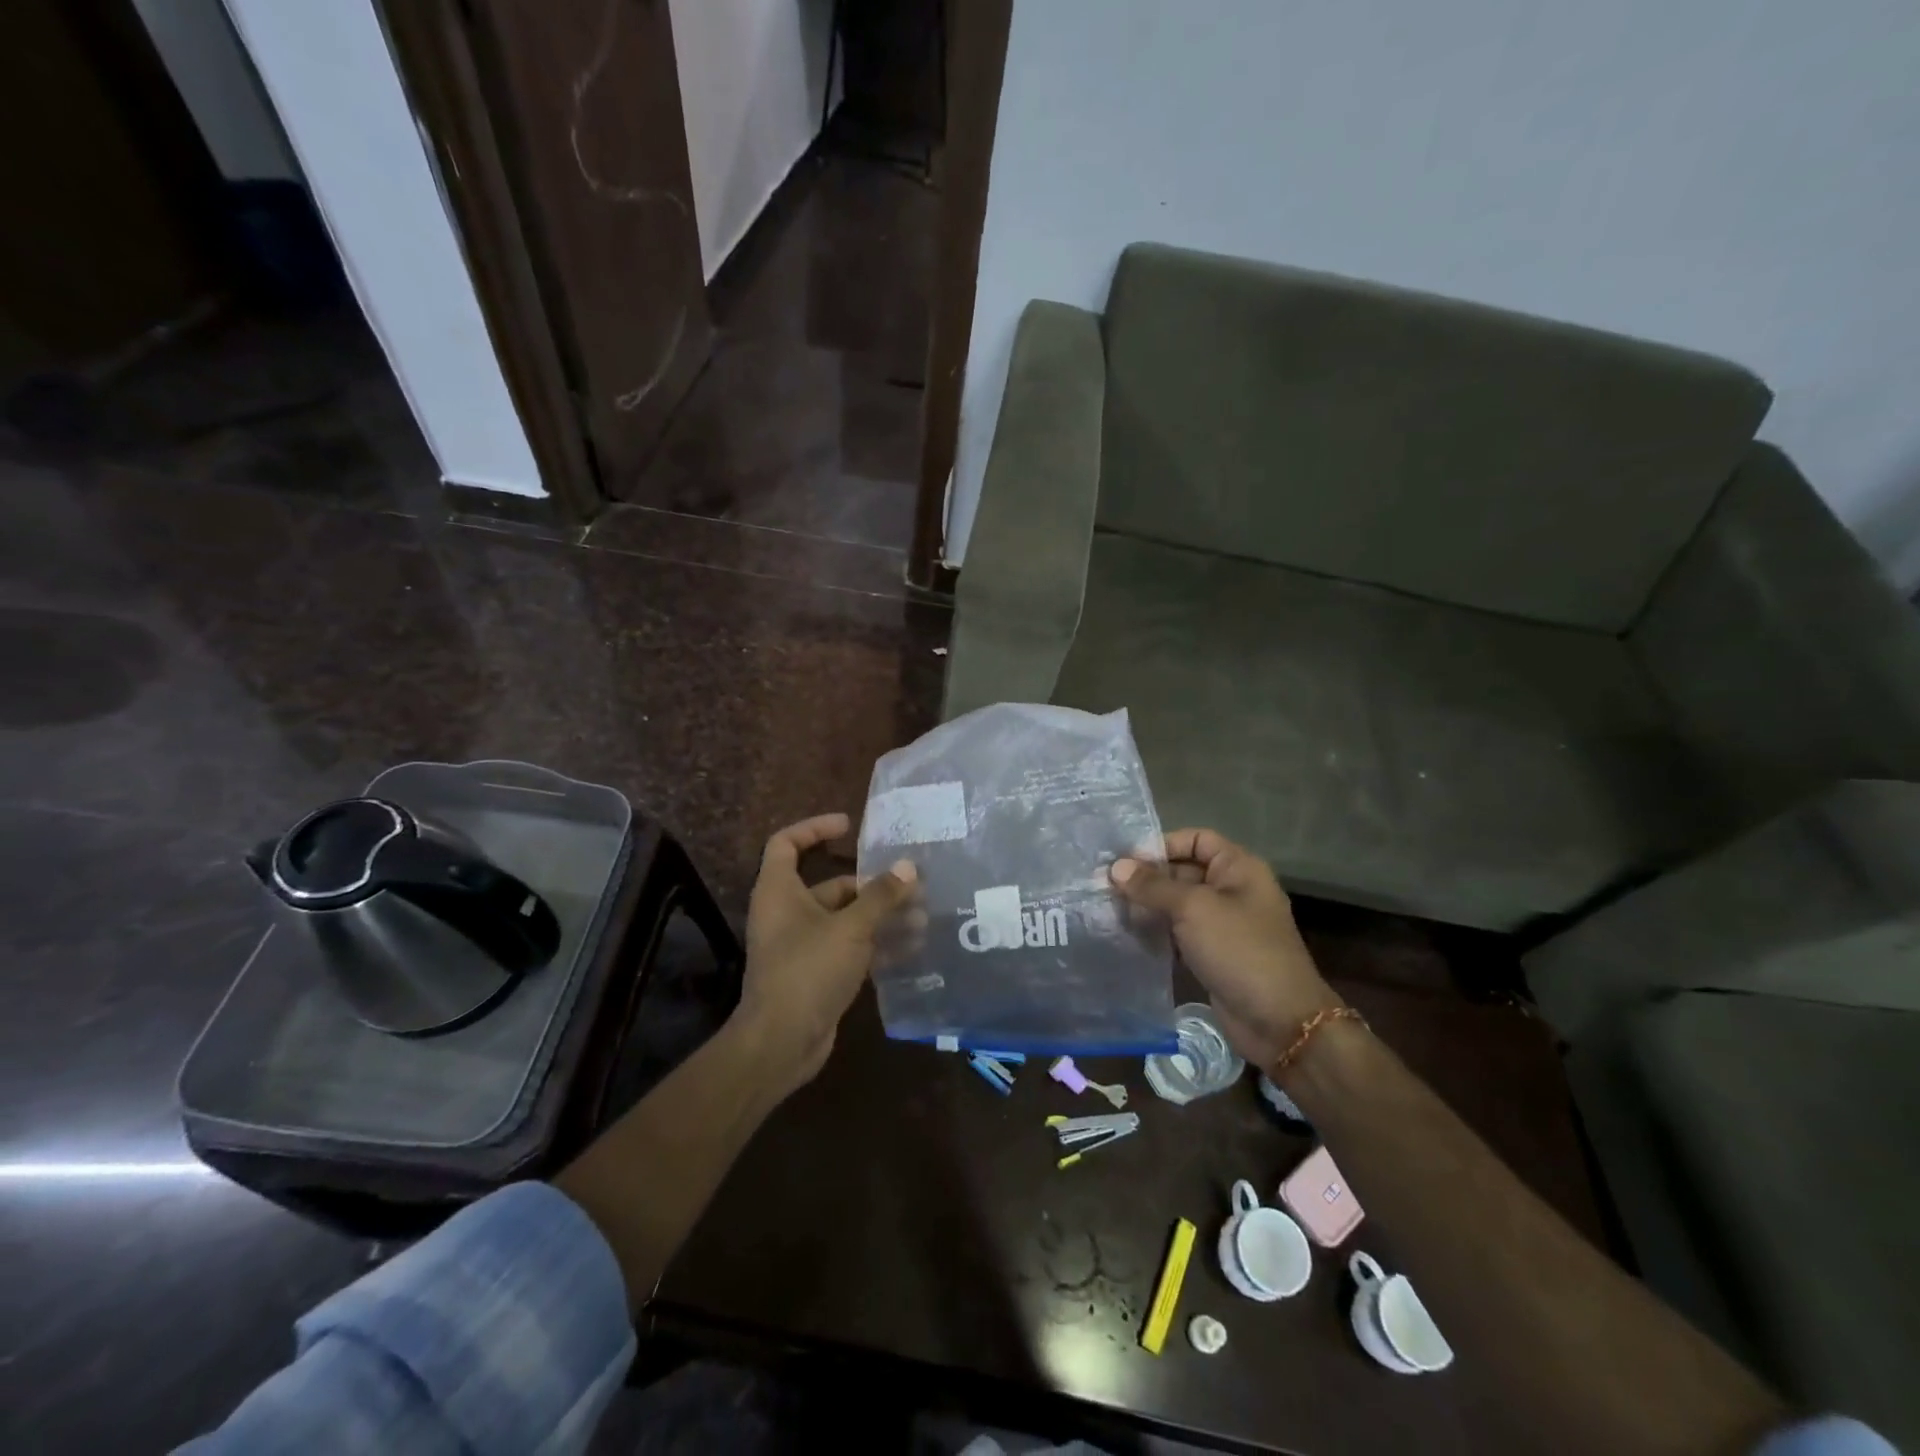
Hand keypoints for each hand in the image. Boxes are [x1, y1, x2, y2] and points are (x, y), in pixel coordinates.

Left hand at [736, 813, 916, 1095]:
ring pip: (846, 919)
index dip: (815, 827)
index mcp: (780, 891)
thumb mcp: (850, 927)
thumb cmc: (808, 970)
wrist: (781, 1042)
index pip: (787, 843)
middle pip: (831, 885)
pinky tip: (912, 948)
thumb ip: (881, 896)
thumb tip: (909, 866)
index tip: (850, 826)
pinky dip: (876, 944)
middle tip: (912, 884)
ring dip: (882, 917)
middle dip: (872, 885)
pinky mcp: (817, 972)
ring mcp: (802, 945)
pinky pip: (850, 947)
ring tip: (922, 918)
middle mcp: (788, 913)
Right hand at [1111, 829, 1341, 1069]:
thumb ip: (1152, 886)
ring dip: (1148, 905)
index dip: (1162, 844)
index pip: (1196, 839)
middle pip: (1183, 871)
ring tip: (1109, 908)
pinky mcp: (1213, 954)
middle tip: (1105, 885)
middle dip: (1148, 877)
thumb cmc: (1239, 950)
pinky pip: (1180, 932)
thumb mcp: (1193, 909)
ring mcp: (1223, 924)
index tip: (1125, 860)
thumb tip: (1116, 867)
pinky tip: (1127, 934)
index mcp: (1238, 868)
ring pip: (1178, 904)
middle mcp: (1232, 890)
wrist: (1278, 1021)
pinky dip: (1157, 931)